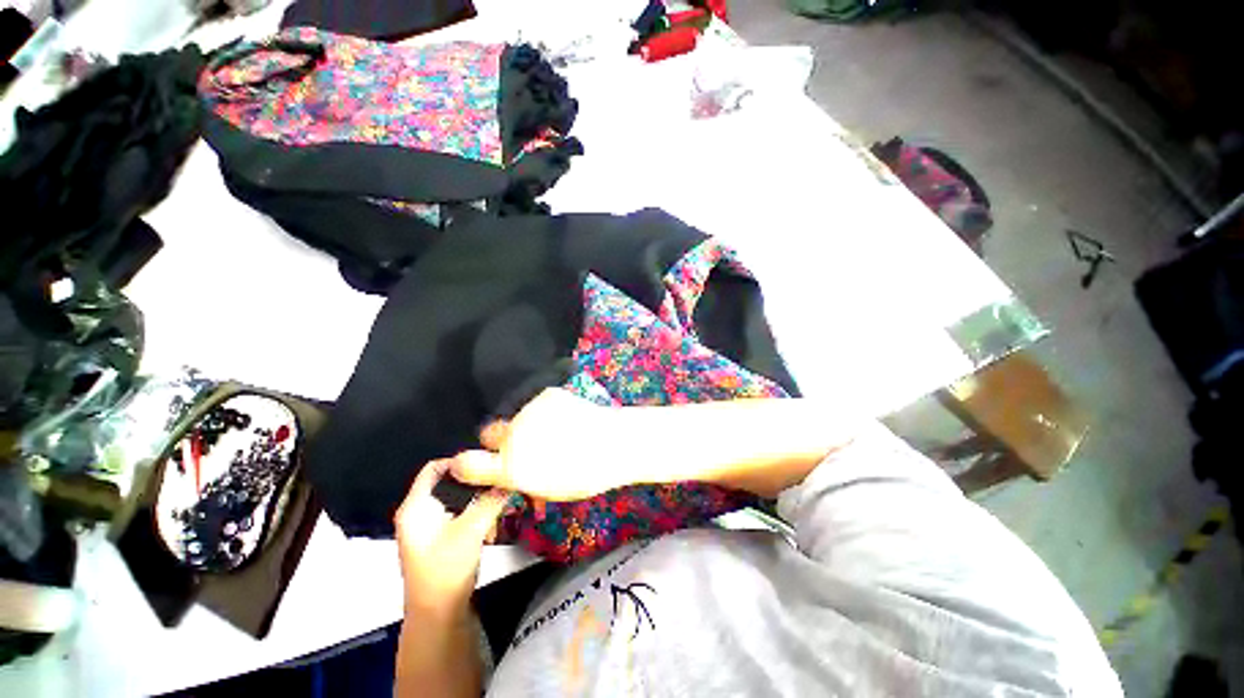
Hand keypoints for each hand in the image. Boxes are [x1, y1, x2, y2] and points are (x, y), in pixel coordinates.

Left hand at [394, 459, 508, 616]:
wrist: (438, 617)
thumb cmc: (446, 570)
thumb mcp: (471, 530)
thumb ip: (491, 500)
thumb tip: (512, 476)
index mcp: (415, 507)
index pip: (435, 467)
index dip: (460, 459)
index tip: (488, 459)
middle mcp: (419, 512)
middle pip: (448, 482)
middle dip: (475, 478)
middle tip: (499, 474)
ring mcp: (429, 526)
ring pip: (456, 498)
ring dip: (478, 495)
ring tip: (501, 491)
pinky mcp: (440, 538)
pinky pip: (459, 512)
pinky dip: (476, 509)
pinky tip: (494, 513)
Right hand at [448, 388, 628, 501]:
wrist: (615, 443)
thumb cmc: (585, 475)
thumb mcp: (548, 489)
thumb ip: (520, 478)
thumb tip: (509, 472)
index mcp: (512, 466)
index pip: (466, 463)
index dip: (464, 464)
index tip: (468, 464)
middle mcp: (514, 435)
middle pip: (489, 432)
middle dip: (500, 439)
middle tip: (524, 444)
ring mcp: (530, 411)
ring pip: (517, 416)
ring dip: (528, 423)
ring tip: (556, 430)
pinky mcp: (547, 395)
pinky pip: (538, 404)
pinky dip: (546, 410)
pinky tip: (567, 416)